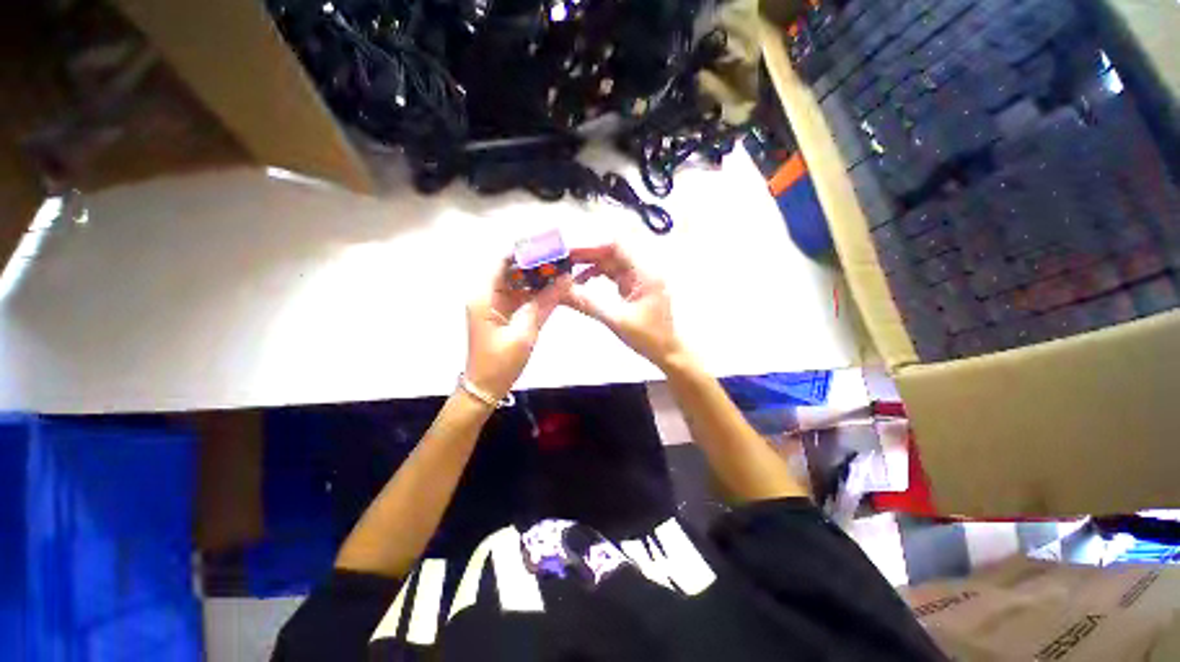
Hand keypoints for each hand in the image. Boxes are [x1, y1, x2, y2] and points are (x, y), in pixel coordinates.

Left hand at [465, 261, 568, 399]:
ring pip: (517, 282)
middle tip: (561, 259)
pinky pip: (519, 296)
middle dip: (535, 263)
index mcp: (484, 295)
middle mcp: (486, 294)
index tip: (548, 246)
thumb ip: (544, 303)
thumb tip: (565, 279)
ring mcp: (494, 304)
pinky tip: (553, 289)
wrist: (486, 388)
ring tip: (561, 271)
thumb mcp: (525, 331)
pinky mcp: (502, 313)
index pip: (502, 260)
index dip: (524, 250)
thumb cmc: (501, 362)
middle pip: (511, 269)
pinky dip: (535, 292)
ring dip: (537, 277)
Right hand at [560, 243, 685, 369]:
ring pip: (612, 263)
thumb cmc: (647, 337)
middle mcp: (644, 270)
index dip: (593, 246)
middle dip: (588, 256)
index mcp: (645, 273)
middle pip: (613, 253)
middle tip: (563, 262)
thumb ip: (588, 303)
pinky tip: (583, 283)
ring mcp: (640, 278)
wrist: (667, 352)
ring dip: (591, 265)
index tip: (570, 253)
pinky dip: (598, 275)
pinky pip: (614, 274)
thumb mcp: (616, 320)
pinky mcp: (635, 287)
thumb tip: (560, 290)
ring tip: (569, 273)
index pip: (618, 246)